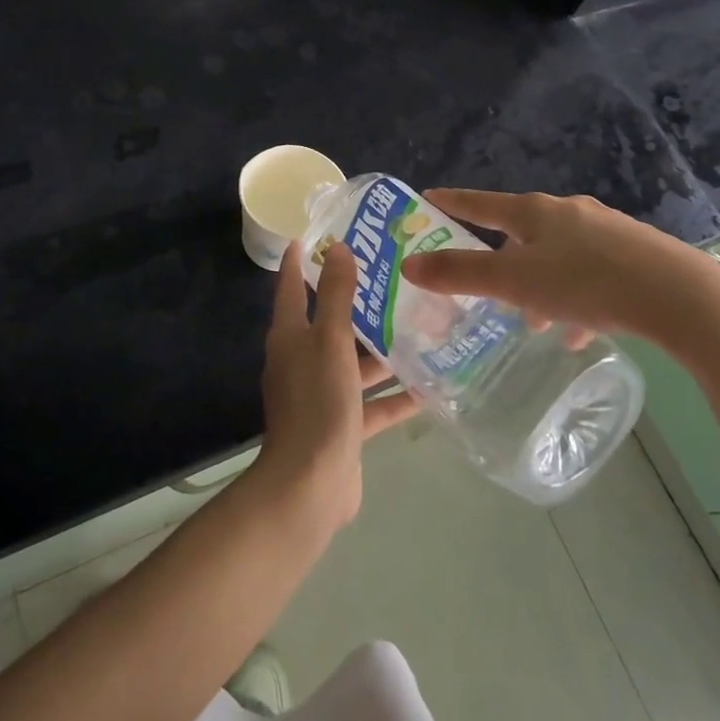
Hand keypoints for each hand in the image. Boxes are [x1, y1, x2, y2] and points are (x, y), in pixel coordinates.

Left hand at [253, 240, 420, 530]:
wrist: (310, 484)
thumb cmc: (317, 401)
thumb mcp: (329, 341)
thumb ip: (337, 297)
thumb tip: (339, 249)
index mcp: (290, 337)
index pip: (292, 288)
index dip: (299, 262)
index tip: (312, 236)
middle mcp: (302, 362)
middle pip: (330, 324)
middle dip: (357, 304)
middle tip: (392, 279)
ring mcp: (323, 396)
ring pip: (355, 364)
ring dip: (382, 351)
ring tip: (420, 328)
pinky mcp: (343, 426)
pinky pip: (372, 404)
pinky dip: (395, 396)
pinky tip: (429, 386)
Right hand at [397, 189, 719, 361]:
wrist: (681, 297)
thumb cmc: (586, 283)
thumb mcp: (515, 282)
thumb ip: (460, 274)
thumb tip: (409, 264)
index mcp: (535, 212)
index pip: (480, 203)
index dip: (452, 202)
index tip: (428, 198)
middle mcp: (569, 213)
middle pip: (521, 231)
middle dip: (500, 257)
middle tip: (484, 283)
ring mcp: (606, 232)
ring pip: (557, 256)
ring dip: (538, 285)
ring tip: (532, 321)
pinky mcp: (635, 256)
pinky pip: (591, 276)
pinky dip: (574, 300)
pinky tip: (577, 332)